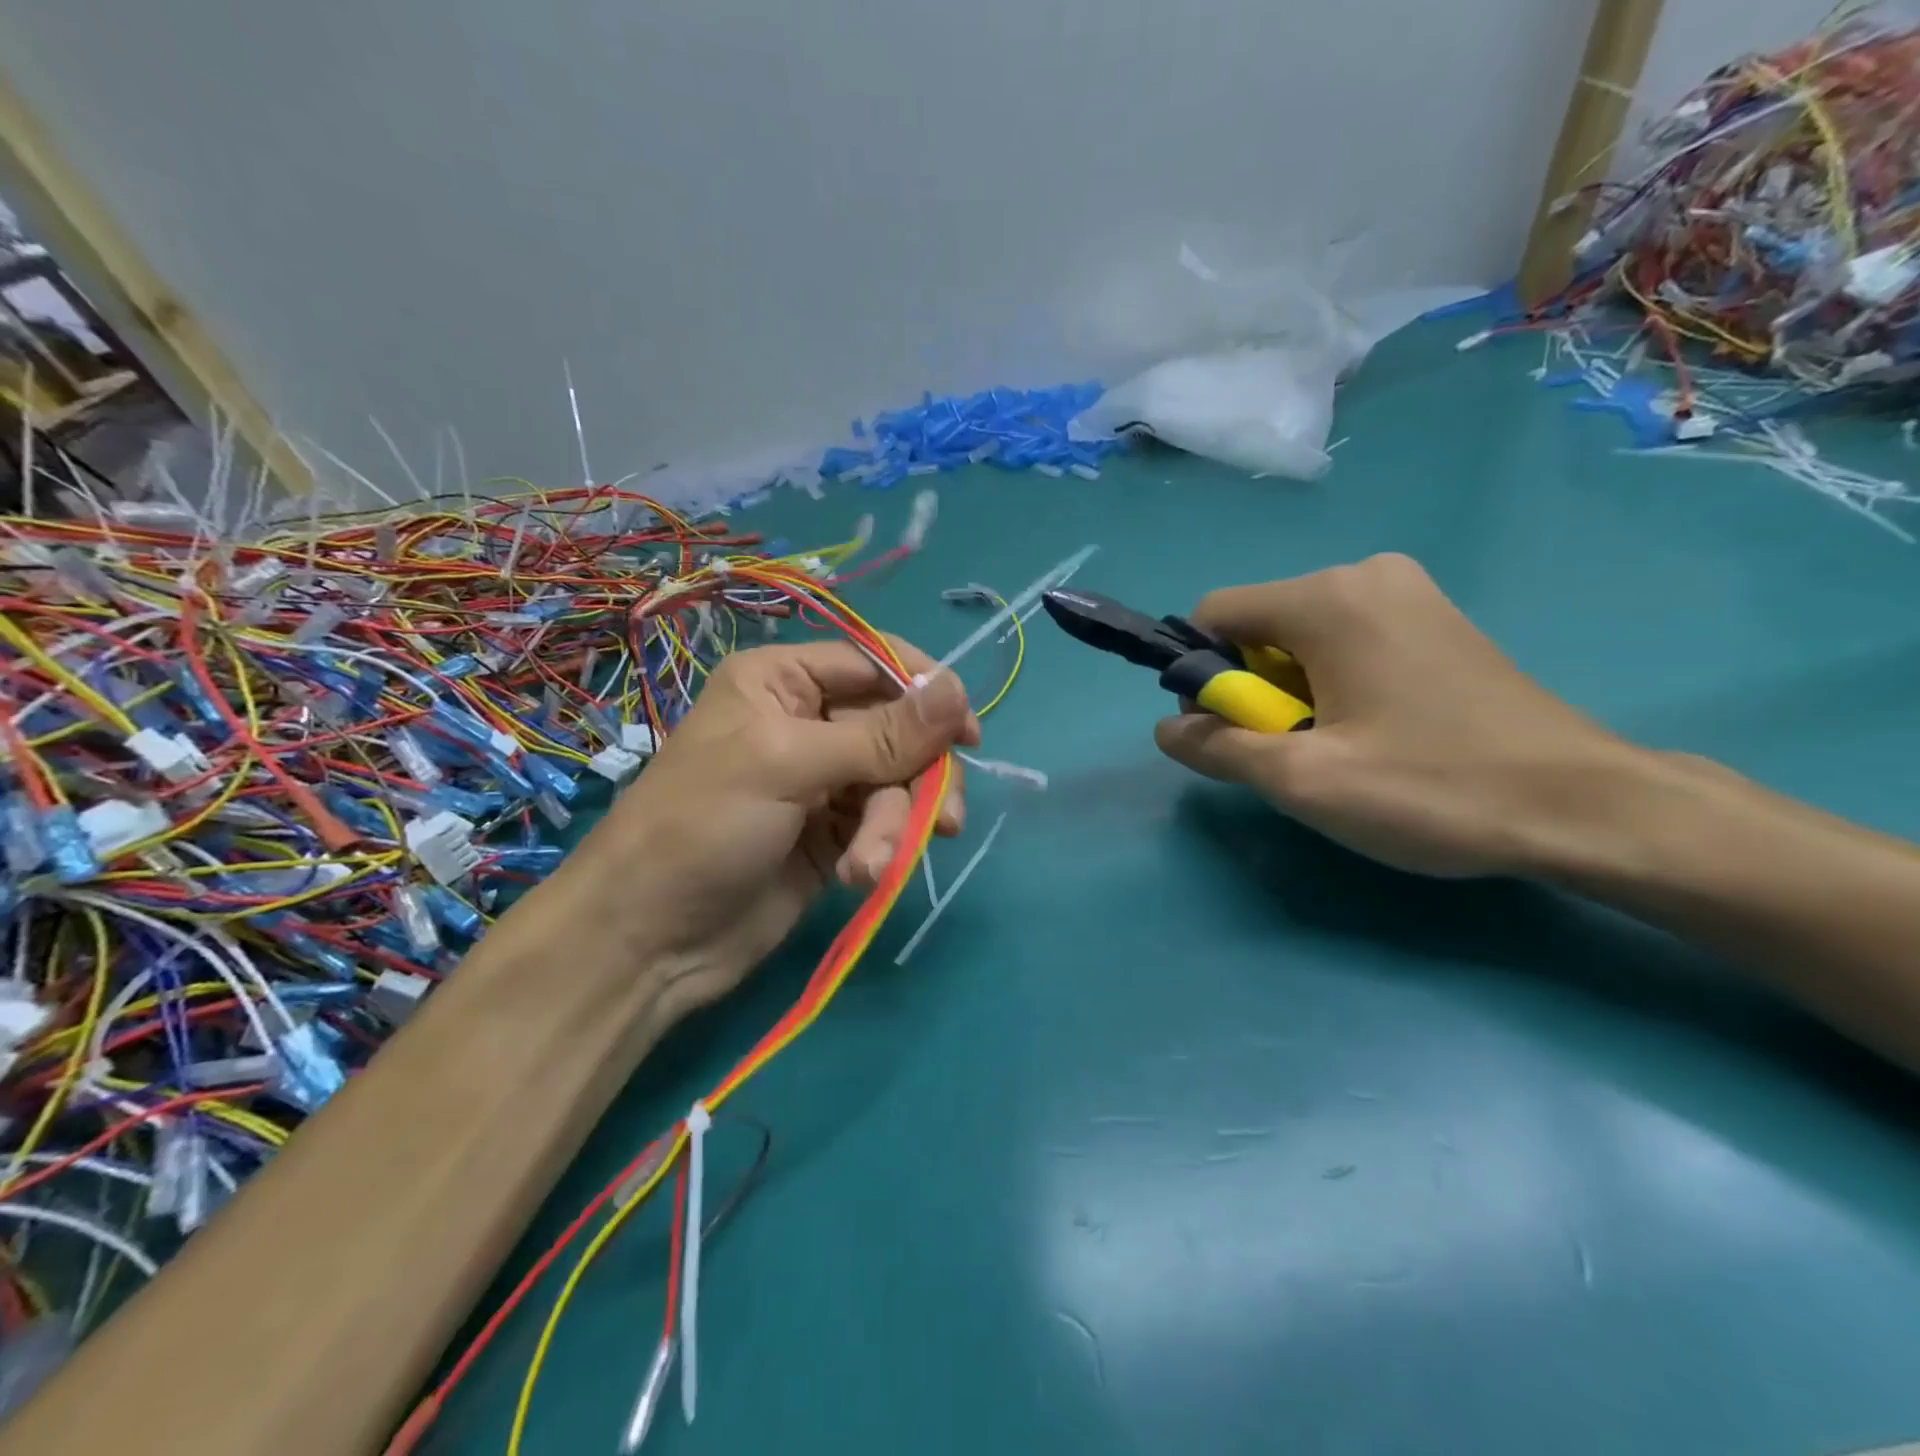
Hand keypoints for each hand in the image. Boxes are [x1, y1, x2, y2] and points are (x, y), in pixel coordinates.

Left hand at [572, 639, 978, 1016]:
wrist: (650, 940)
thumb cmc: (703, 825)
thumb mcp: (788, 765)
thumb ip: (880, 733)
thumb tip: (959, 689)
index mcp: (783, 681)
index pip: (874, 663)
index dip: (925, 691)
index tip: (967, 733)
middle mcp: (806, 723)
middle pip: (897, 729)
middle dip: (916, 775)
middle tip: (941, 816)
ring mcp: (822, 782)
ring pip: (897, 783)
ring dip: (895, 824)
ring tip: (871, 863)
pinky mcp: (833, 835)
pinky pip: (883, 825)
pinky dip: (882, 849)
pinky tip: (863, 876)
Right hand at [1155, 553, 1633, 877]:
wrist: (1588, 807)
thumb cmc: (1432, 787)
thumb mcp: (1302, 780)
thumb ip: (1217, 747)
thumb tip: (1165, 730)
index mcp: (1327, 597)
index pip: (1213, 615)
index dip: (1202, 677)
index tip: (1235, 733)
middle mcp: (1365, 574)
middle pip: (1259, 626)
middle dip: (1253, 689)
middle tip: (1296, 752)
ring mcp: (1410, 593)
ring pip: (1303, 637)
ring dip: (1294, 692)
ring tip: (1340, 748)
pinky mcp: (1438, 620)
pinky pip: (1349, 641)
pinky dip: (1335, 683)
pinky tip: (1376, 732)